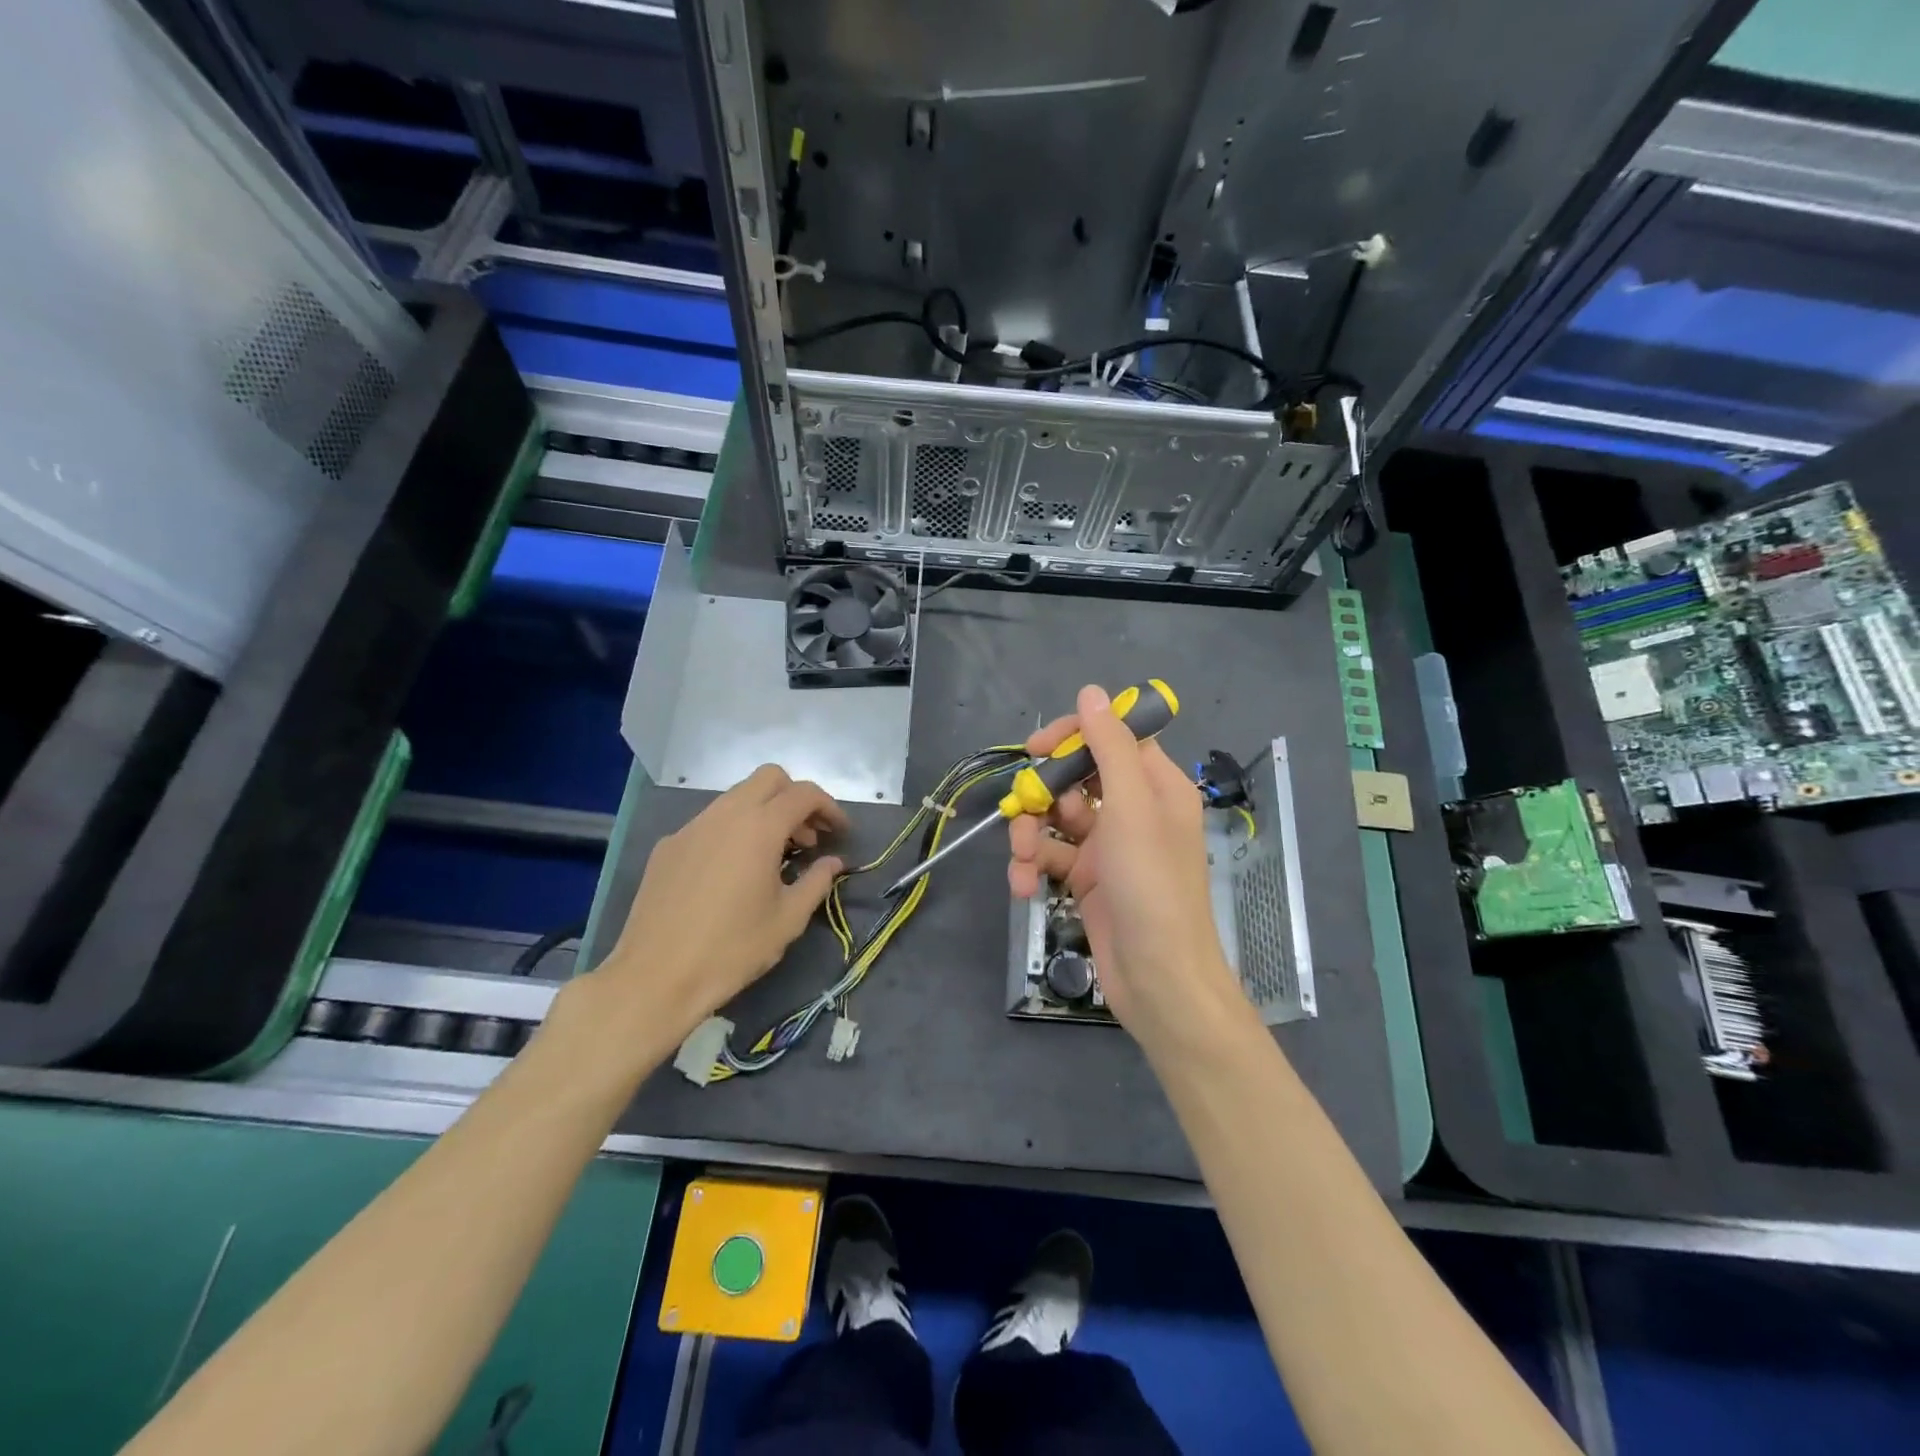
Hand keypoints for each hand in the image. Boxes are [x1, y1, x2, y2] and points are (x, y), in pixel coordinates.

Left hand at [593, 764, 846, 1045]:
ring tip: (774, 856)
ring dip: (764, 813)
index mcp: (759, 828)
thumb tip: (832, 863)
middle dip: (795, 798)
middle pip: (769, 778)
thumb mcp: (787, 920)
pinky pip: (710, 822)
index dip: (829, 807)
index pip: (803, 794)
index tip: (840, 832)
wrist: (655, 977)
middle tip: (807, 837)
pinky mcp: (668, 846)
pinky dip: (733, 831)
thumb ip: (816, 882)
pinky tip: (732, 872)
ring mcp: (691, 827)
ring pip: (736, 797)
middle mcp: (724, 815)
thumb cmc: (732, 949)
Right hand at [1008, 685, 1258, 1059]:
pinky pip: (1052, 856)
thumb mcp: (1132, 808)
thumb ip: (1110, 747)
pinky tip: (1024, 886)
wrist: (1158, 979)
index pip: (1113, 738)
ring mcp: (1108, 847)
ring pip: (1056, 818)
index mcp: (1156, 786)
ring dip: (1031, 835)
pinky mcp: (1087, 879)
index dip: (1074, 735)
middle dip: (1044, 794)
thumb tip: (1092, 692)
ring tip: (1024, 862)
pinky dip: (1033, 867)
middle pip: (1075, 778)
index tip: (1036, 747)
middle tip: (1024, 808)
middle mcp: (1133, 810)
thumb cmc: (1152, 885)